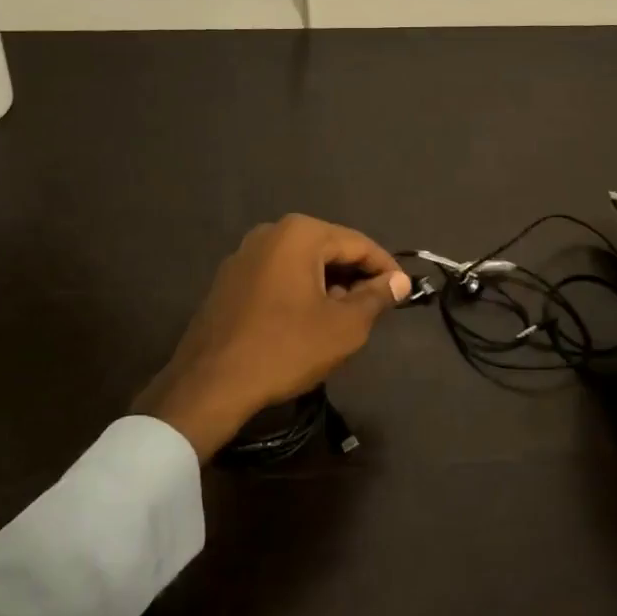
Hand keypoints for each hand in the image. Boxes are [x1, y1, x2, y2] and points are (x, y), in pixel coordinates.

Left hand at [138, 215, 411, 461]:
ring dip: (329, 286)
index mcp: (300, 233)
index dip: (386, 269)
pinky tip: (308, 322)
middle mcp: (270, 232)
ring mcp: (245, 254)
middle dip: (356, 277)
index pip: (359, 244)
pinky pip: (278, 276)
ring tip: (345, 320)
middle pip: (329, 249)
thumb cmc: (285, 348)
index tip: (405, 294)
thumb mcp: (344, 327)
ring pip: (303, 263)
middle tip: (376, 310)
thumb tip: (398, 281)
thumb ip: (376, 297)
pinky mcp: (230, 280)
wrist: (211, 383)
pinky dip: (300, 291)